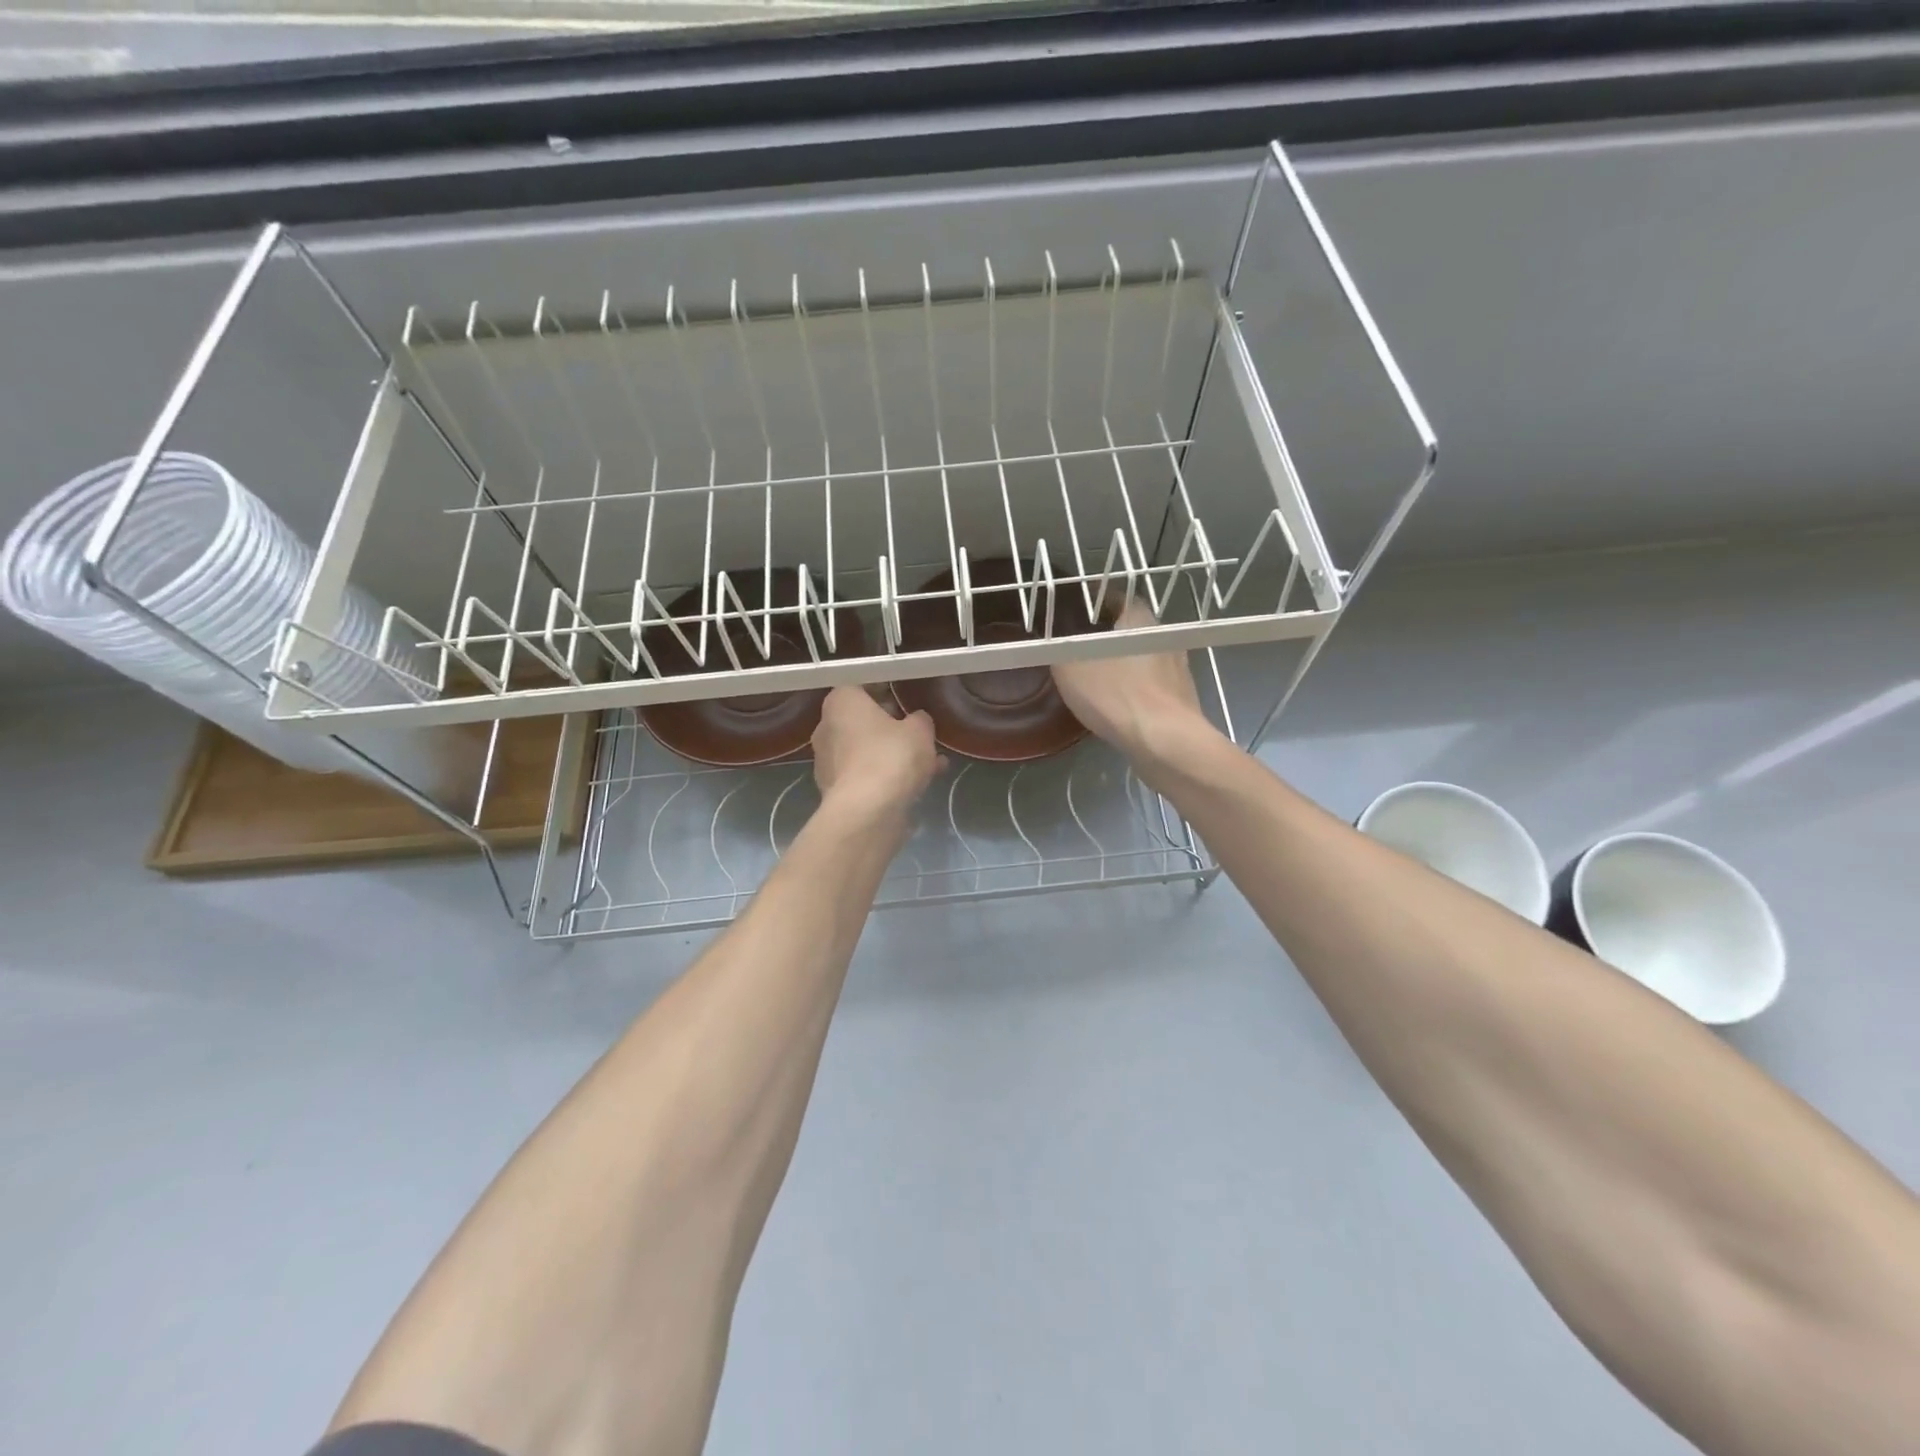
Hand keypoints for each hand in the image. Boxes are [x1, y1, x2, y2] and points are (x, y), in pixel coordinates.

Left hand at [811, 685, 940, 821]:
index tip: (906, 698)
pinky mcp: (836, 791)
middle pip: (862, 721)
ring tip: (931, 762)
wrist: (867, 812)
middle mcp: (826, 728)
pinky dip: (888, 777)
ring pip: (867, 751)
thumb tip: (916, 721)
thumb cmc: (890, 756)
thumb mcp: (919, 730)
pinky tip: (921, 784)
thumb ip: (919, 720)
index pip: (861, 686)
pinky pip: (867, 775)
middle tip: (918, 733)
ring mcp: (828, 762)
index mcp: (840, 702)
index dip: (886, 690)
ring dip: (893, 755)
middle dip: (890, 727)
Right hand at [1051, 604, 1215, 774]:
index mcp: (1139, 618)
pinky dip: (1134, 687)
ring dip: (1121, 663)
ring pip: (1141, 656)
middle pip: (1129, 627)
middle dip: (1104, 634)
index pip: (1114, 597)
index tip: (1072, 612)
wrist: (1166, 742)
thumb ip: (1056, 649)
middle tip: (1078, 645)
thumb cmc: (1116, 695)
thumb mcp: (1069, 669)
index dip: (1091, 603)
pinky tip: (1118, 703)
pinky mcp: (1181, 696)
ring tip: (1096, 676)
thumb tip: (1047, 639)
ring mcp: (1178, 667)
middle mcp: (1163, 635)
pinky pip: (1150, 683)